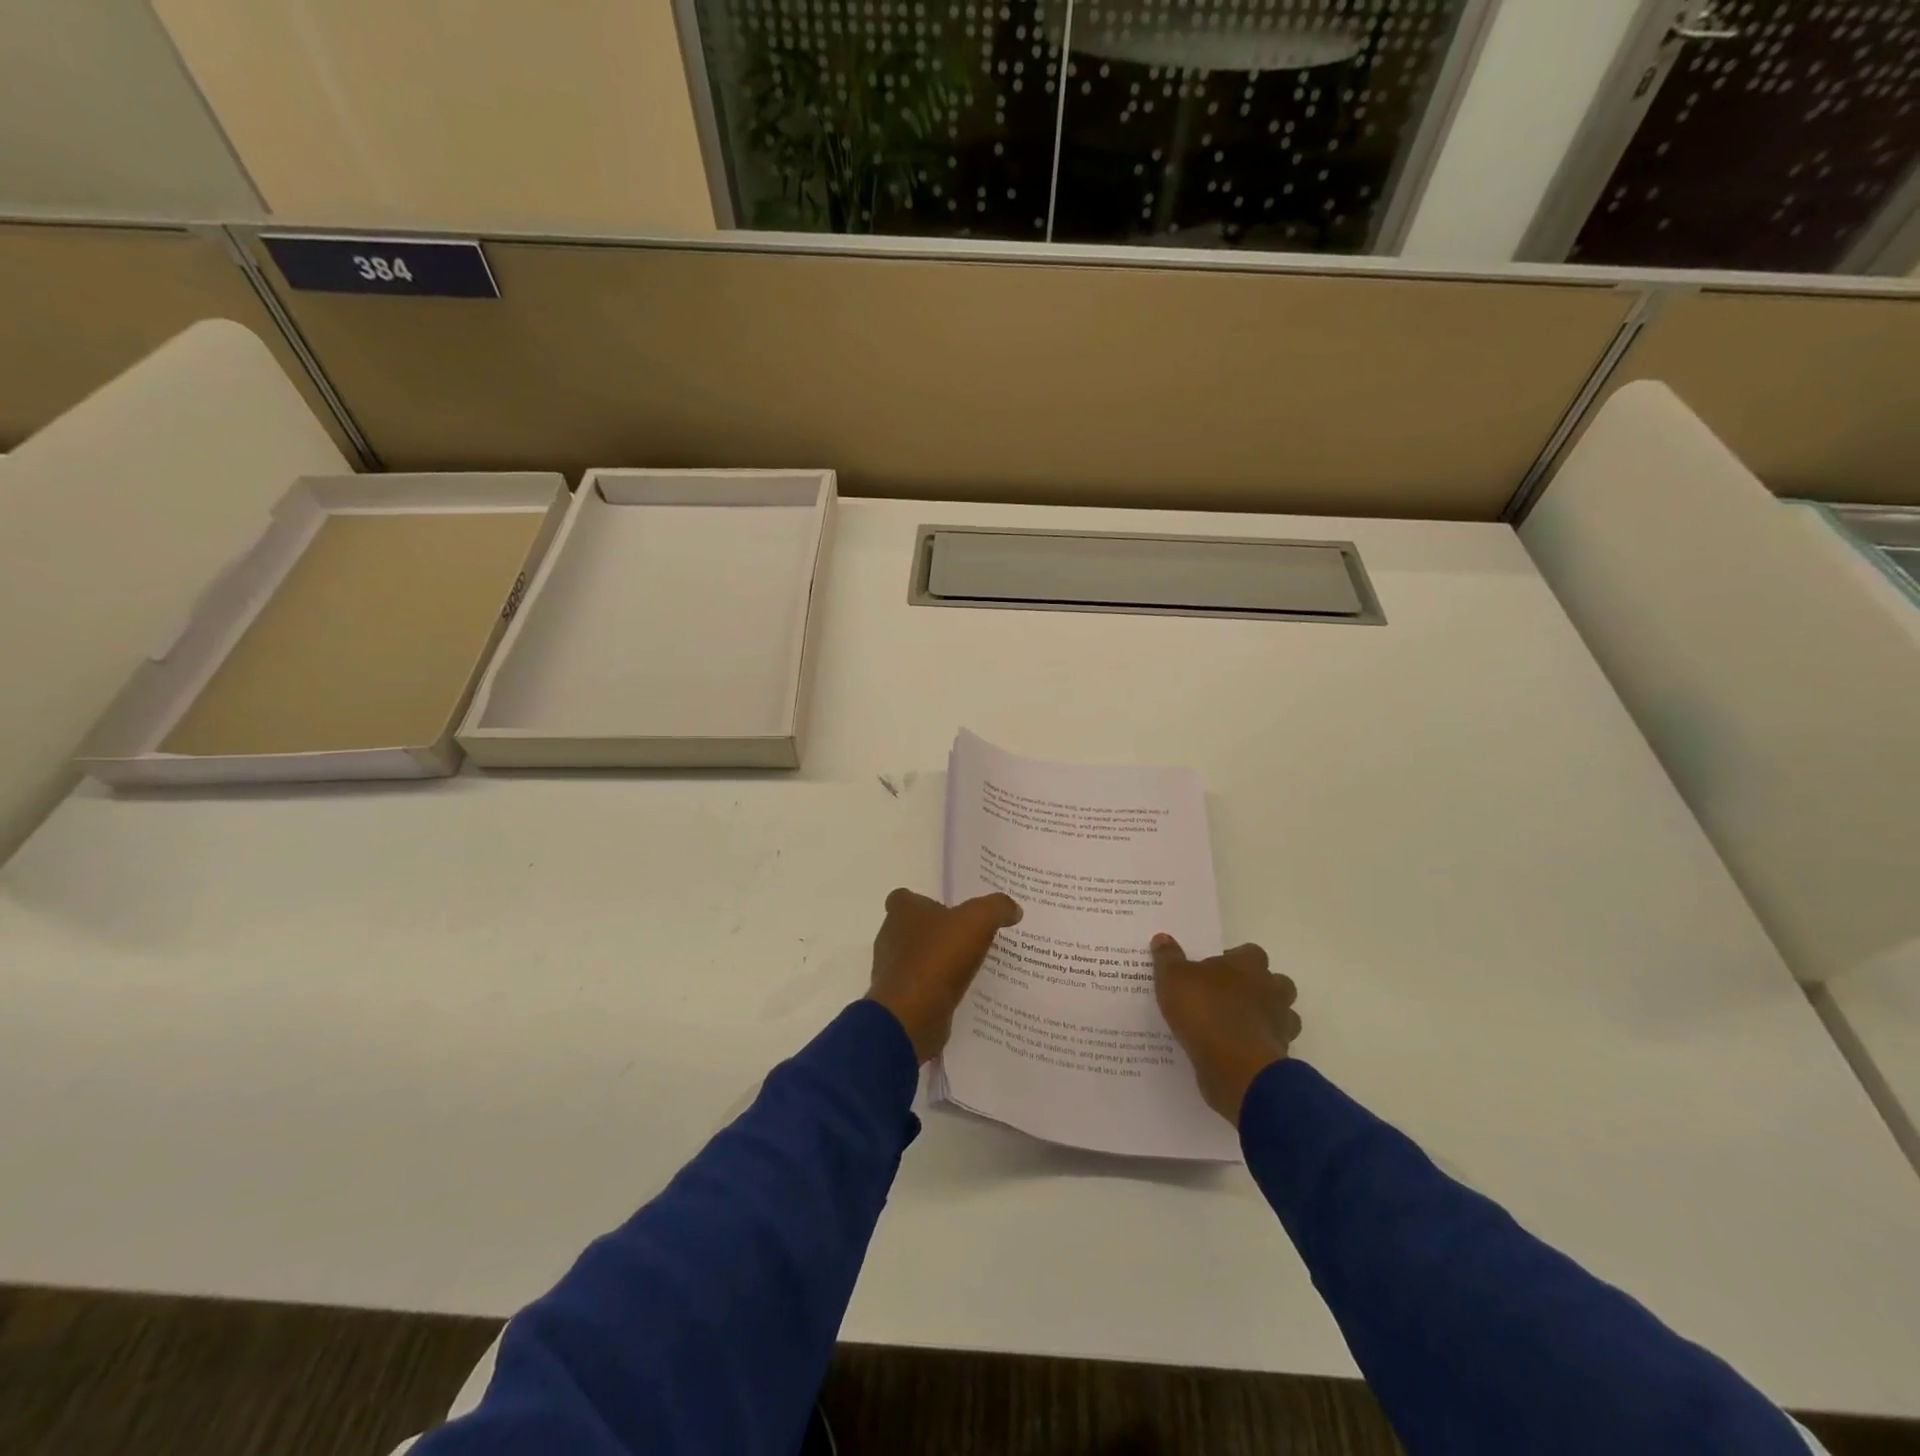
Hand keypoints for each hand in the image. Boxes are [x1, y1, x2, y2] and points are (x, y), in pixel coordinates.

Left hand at [867, 888, 1022, 1062]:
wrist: (912, 1015)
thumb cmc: (938, 956)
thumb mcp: (978, 921)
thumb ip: (996, 908)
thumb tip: (1013, 909)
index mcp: (902, 911)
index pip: (905, 898)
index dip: (926, 901)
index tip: (950, 910)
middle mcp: (891, 937)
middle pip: (913, 928)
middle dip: (936, 932)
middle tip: (969, 936)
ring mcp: (892, 970)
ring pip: (917, 958)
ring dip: (938, 962)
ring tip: (970, 966)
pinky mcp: (900, 999)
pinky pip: (921, 987)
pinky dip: (937, 988)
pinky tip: (961, 992)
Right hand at [1151, 934, 1299, 1125]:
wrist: (1234, 1067)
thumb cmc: (1205, 1011)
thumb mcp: (1173, 978)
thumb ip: (1168, 958)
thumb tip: (1162, 938)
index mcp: (1248, 965)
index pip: (1251, 952)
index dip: (1235, 959)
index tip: (1214, 970)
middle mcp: (1271, 990)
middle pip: (1276, 982)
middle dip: (1259, 988)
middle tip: (1229, 996)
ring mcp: (1280, 1024)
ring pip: (1282, 1015)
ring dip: (1265, 1018)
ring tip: (1235, 1025)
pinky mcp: (1279, 1055)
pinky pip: (1272, 1045)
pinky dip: (1259, 1046)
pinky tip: (1237, 1051)